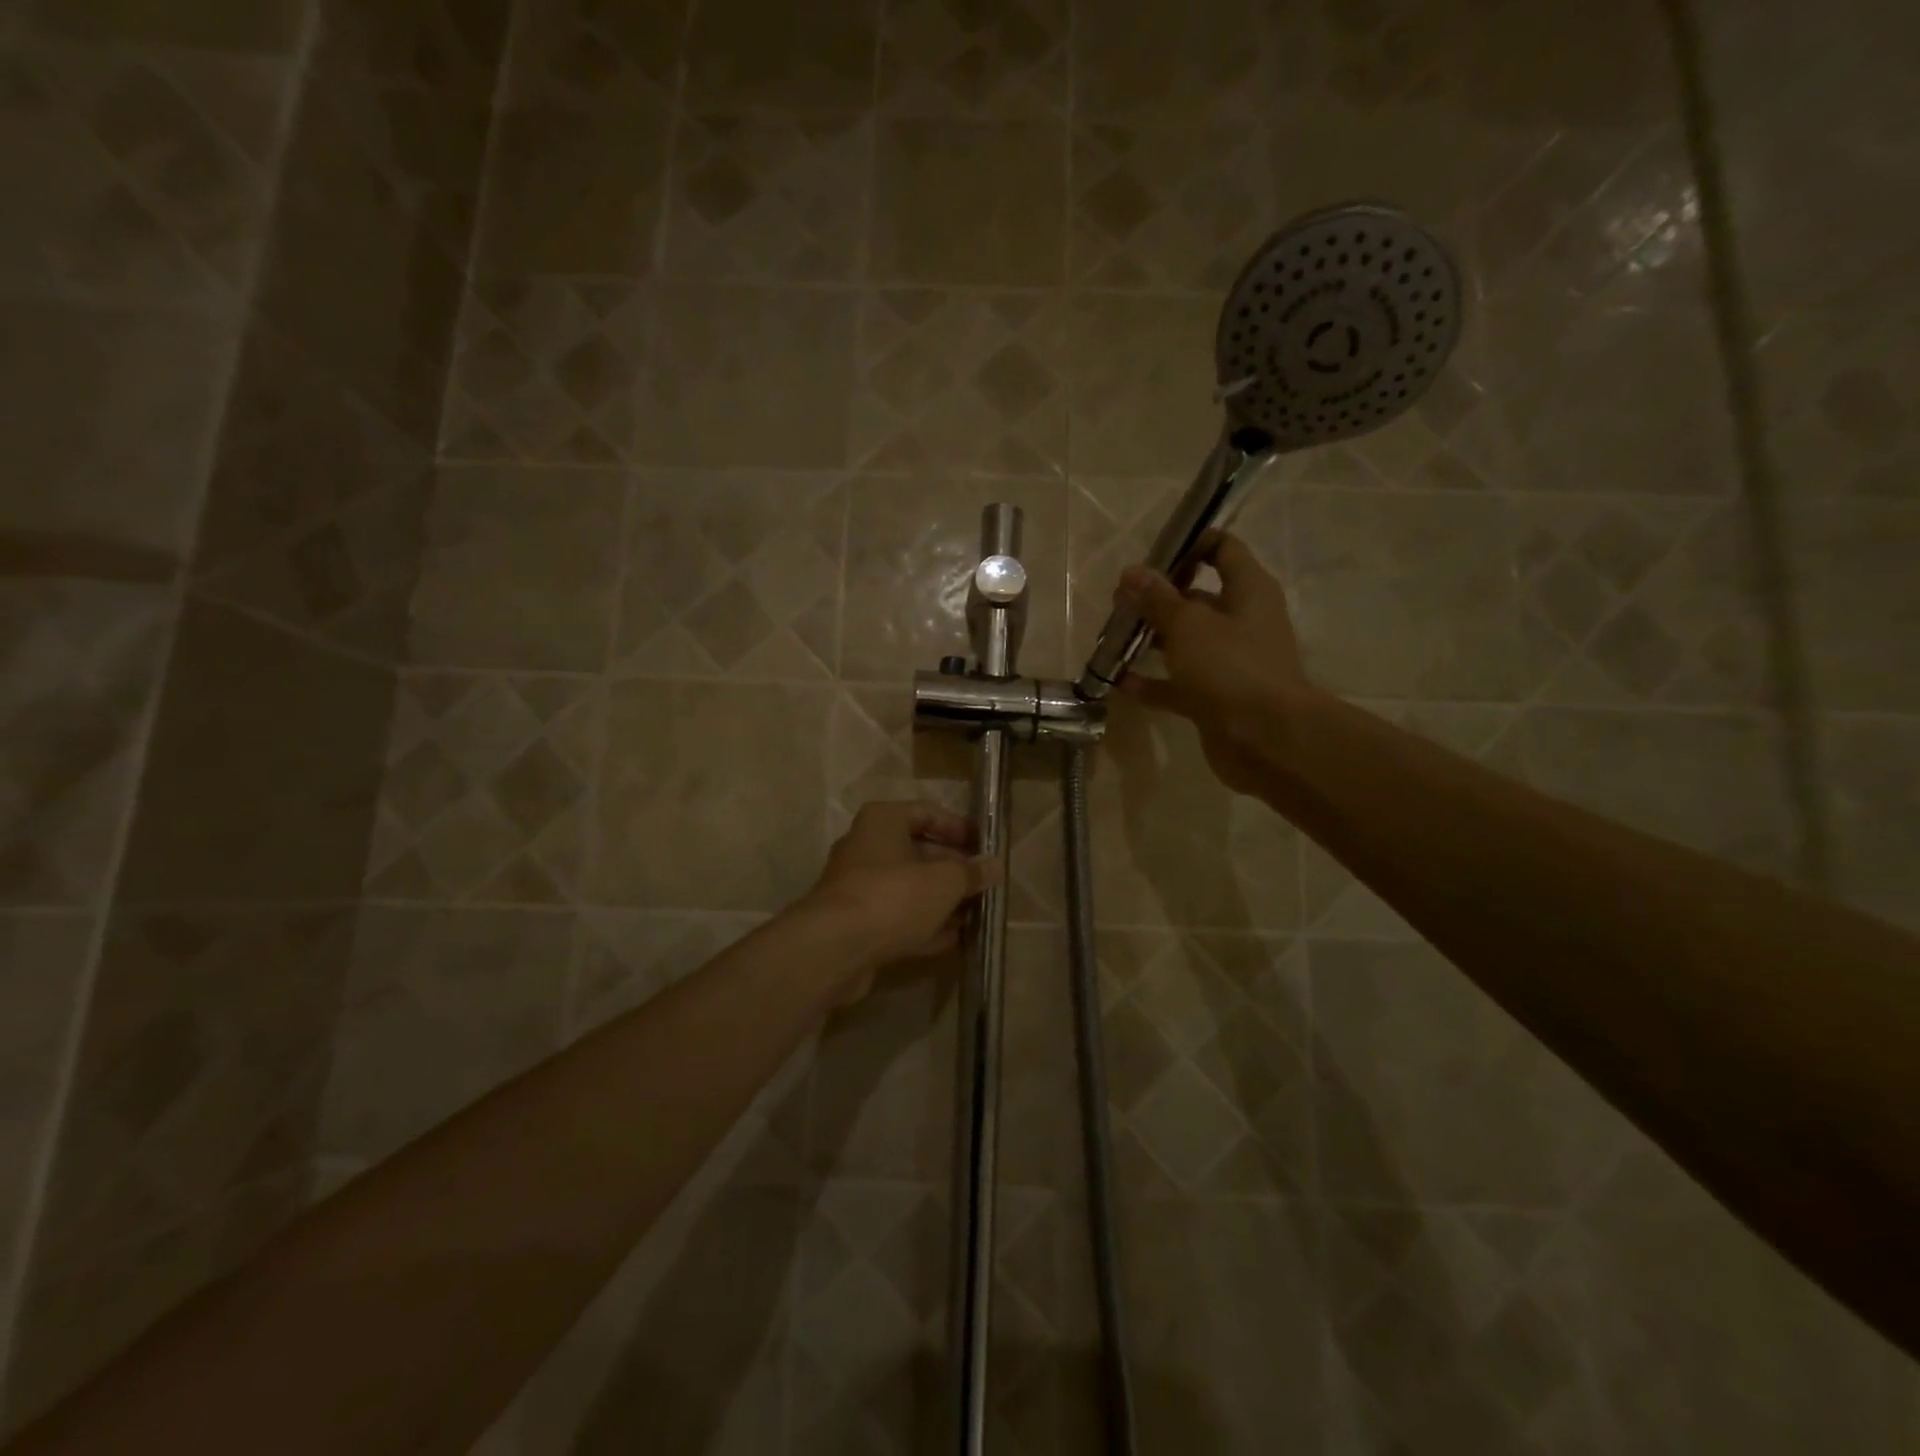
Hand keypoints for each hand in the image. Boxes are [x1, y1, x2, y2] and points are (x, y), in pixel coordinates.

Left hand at [796, 801, 999, 1001]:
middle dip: (953, 869)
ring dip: (941, 899)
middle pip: (918, 851)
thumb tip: (994, 867)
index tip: (985, 846)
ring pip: (909, 887)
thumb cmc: (893, 897)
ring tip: (976, 911)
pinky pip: (898, 917)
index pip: (927, 812)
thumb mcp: (944, 881)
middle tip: (984, 884)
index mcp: (883, 821)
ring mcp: (859, 887)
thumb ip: (971, 872)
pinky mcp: (857, 923)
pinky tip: (953, 937)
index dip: (959, 828)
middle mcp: (867, 847)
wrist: (835, 949)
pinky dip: (924, 924)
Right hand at [1117, 532, 1314, 795]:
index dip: (1190, 544)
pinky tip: (1118, 681)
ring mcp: (1229, 663)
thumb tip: (1131, 572)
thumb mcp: (1188, 625)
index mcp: (1248, 591)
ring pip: (1186, 642)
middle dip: (1159, 597)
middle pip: (1198, 598)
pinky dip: (1152, 682)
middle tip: (1120, 600)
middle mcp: (1242, 622)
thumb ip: (1158, 599)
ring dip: (1152, 639)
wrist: (1265, 739)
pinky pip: (1178, 684)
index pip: (1223, 550)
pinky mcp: (1215, 698)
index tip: (1152, 554)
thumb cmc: (1231, 667)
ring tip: (1113, 636)